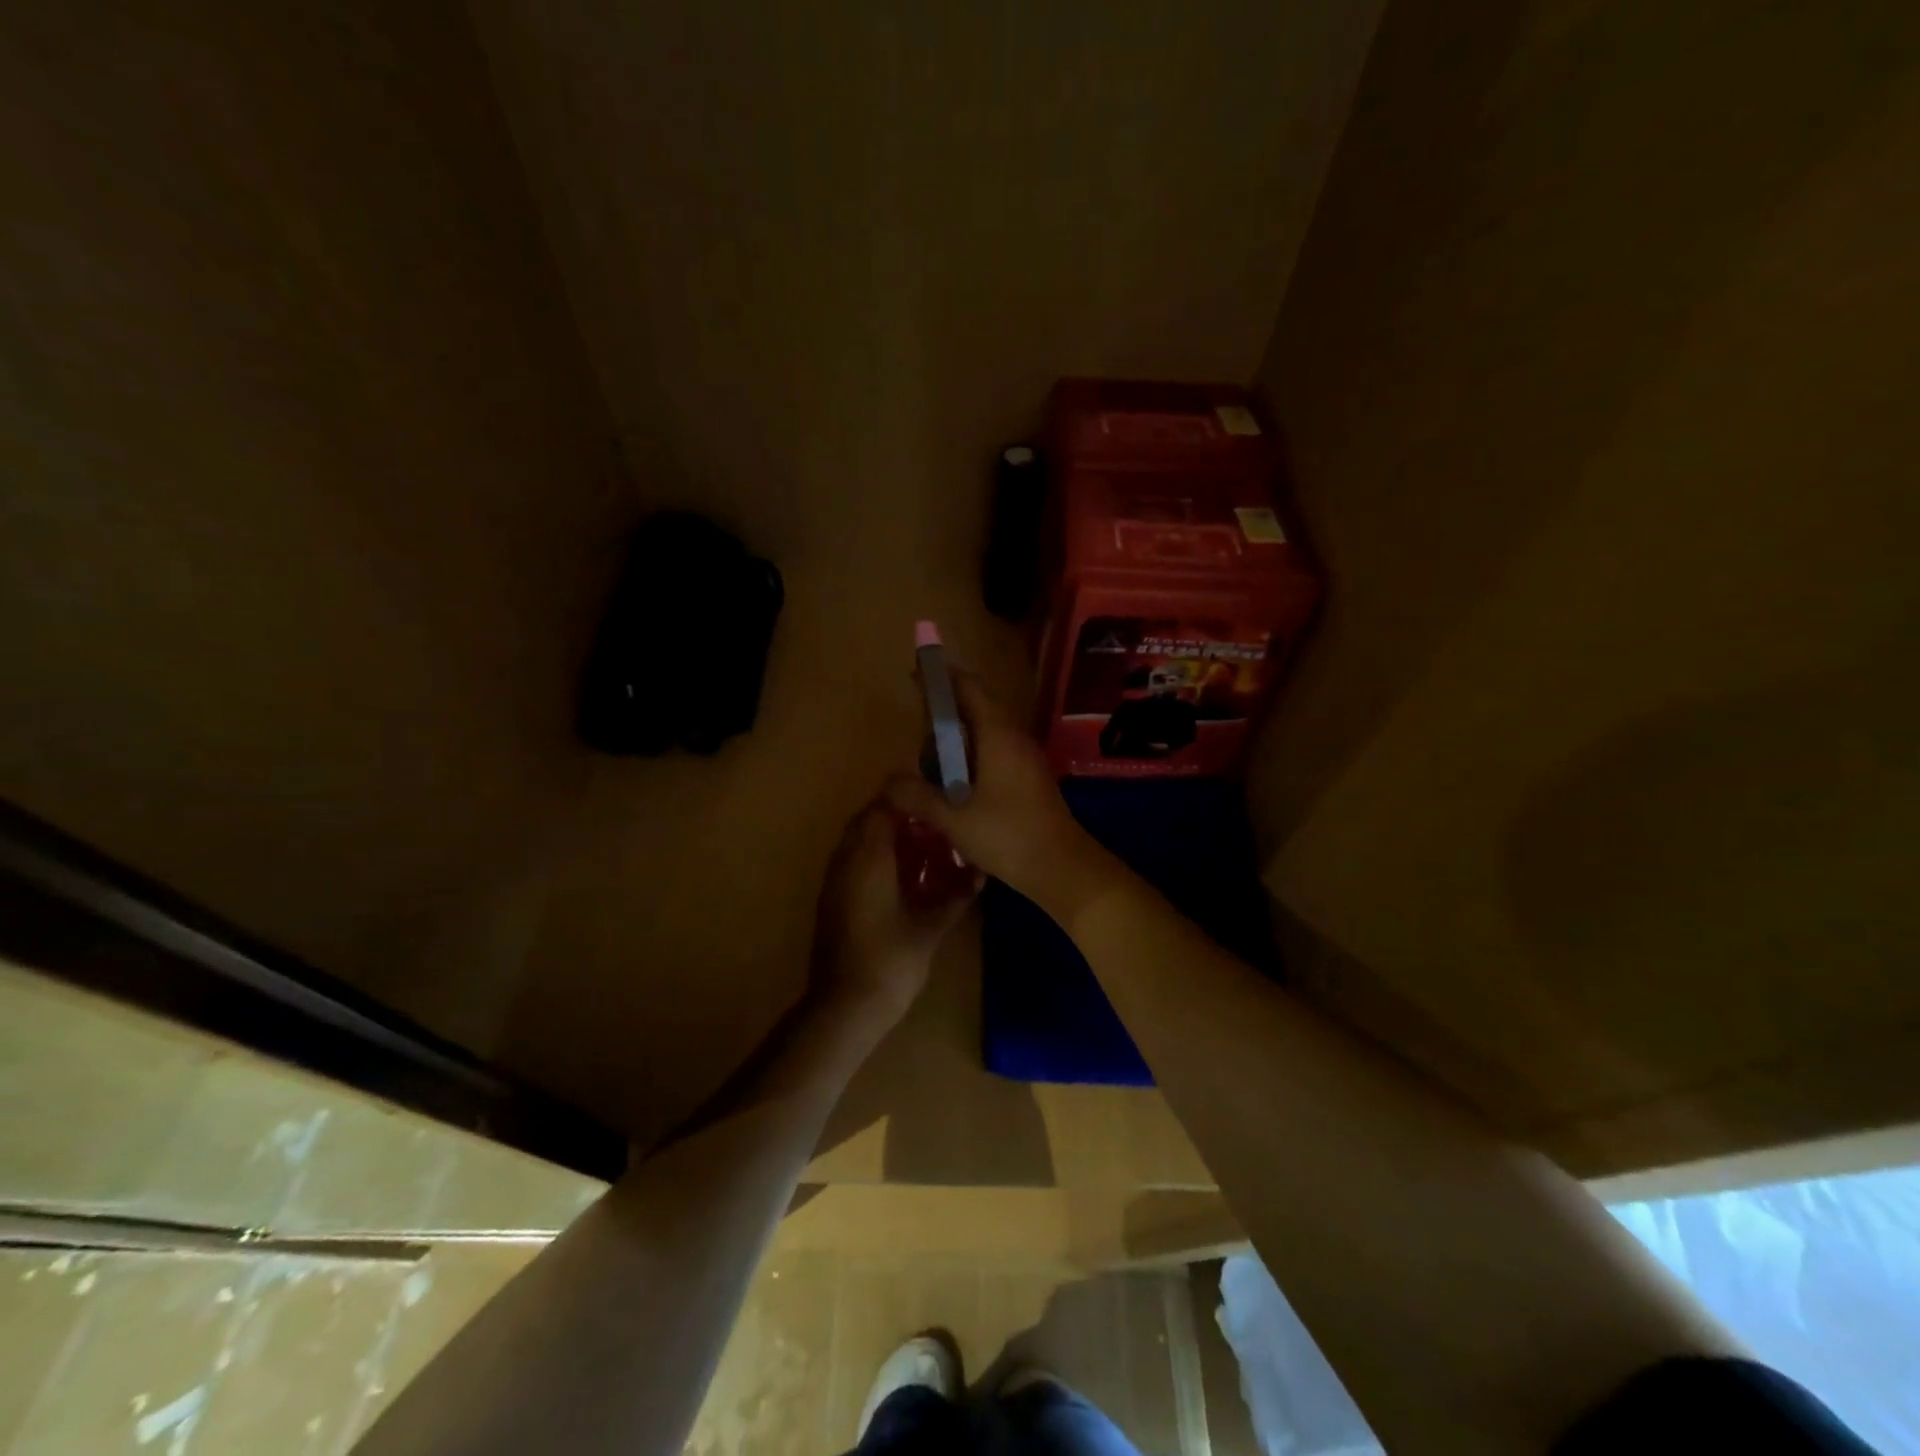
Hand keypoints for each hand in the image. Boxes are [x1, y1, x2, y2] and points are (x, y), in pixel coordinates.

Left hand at [809, 797, 978, 1022]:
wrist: (844, 1006)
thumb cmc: (891, 960)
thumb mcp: (931, 927)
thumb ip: (956, 897)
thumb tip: (980, 876)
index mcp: (868, 857)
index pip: (882, 806)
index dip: (909, 800)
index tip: (937, 803)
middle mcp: (846, 860)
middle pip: (867, 821)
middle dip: (898, 818)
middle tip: (933, 827)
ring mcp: (834, 881)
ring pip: (857, 842)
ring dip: (884, 839)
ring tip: (922, 849)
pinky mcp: (831, 901)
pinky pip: (852, 864)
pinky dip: (874, 860)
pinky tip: (901, 879)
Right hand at [883, 671, 1097, 901]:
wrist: (1062, 867)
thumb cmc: (1007, 836)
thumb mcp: (953, 819)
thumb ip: (918, 797)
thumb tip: (888, 782)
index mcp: (997, 735)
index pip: (969, 688)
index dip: (942, 678)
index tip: (916, 676)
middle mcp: (1014, 737)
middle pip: (977, 708)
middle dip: (945, 713)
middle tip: (915, 731)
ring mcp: (1026, 758)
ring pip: (987, 732)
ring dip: (959, 739)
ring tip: (930, 762)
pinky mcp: (1029, 778)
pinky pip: (996, 752)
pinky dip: (972, 758)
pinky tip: (955, 785)